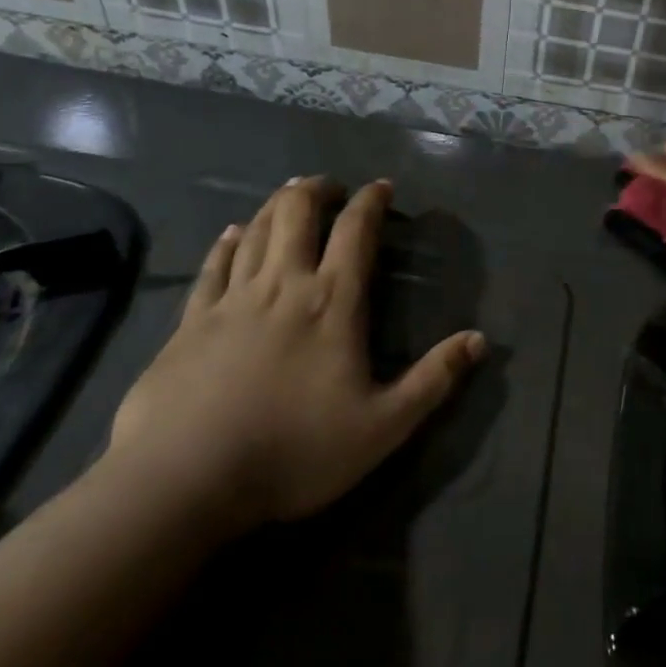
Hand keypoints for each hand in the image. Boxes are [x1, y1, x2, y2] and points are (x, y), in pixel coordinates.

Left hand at [107, 177, 482, 537]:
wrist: (185, 480)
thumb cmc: (294, 451)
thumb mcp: (383, 427)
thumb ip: (434, 380)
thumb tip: (480, 339)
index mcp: (332, 302)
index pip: (356, 231)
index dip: (371, 201)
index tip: (382, 186)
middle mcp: (283, 284)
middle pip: (298, 212)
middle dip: (318, 190)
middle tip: (332, 188)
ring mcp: (232, 299)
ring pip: (257, 229)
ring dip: (277, 205)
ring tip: (291, 196)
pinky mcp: (191, 320)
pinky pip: (214, 264)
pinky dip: (229, 241)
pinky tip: (233, 233)